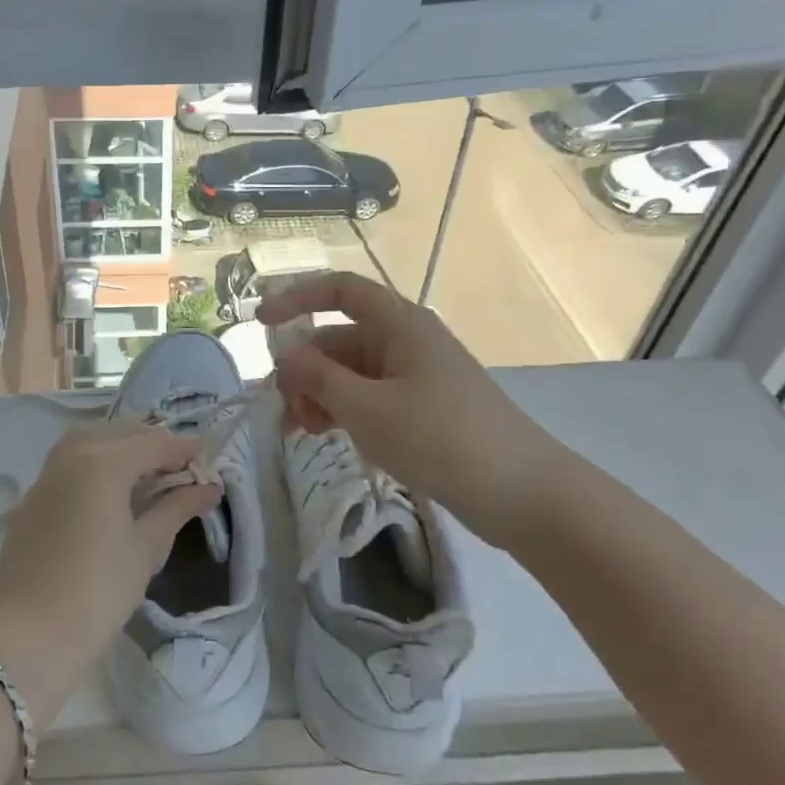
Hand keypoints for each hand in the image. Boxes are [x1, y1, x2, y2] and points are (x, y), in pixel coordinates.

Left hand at [0, 423, 219, 722]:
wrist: (32, 635)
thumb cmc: (100, 590)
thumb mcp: (147, 547)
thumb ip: (178, 507)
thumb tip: (209, 487)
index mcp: (102, 462)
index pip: (152, 443)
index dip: (183, 450)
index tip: (208, 459)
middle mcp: (71, 455)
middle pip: (120, 433)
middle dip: (153, 443)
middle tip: (181, 465)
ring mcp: (45, 475)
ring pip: (89, 441)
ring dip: (120, 446)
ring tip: (147, 470)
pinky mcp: (31, 499)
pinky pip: (67, 464)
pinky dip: (93, 463)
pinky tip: (108, 489)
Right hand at [260, 272, 578, 547]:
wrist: (524, 494)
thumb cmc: (443, 439)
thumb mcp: (368, 408)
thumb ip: (318, 378)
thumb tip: (284, 357)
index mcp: (399, 324)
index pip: (340, 290)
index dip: (296, 297)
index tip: (260, 323)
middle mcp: (405, 342)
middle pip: (338, 339)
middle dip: (304, 368)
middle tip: (285, 409)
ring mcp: (414, 377)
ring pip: (349, 372)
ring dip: (320, 394)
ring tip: (305, 431)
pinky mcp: (420, 410)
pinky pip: (368, 397)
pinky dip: (342, 411)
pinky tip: (329, 436)